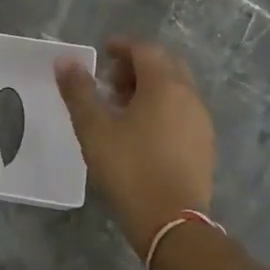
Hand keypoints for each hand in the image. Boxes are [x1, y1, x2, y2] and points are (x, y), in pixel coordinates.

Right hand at [56, 38, 214, 256]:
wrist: (171, 223)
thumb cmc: (129, 168)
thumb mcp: (94, 128)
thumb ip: (78, 91)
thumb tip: (65, 61)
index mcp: (165, 86)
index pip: (145, 50)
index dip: (122, 46)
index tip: (102, 52)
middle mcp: (189, 97)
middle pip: (165, 65)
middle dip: (137, 65)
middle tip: (110, 81)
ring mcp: (201, 122)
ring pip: (175, 89)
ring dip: (149, 87)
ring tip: (120, 108)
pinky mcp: (204, 146)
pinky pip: (182, 112)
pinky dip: (161, 108)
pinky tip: (140, 132)